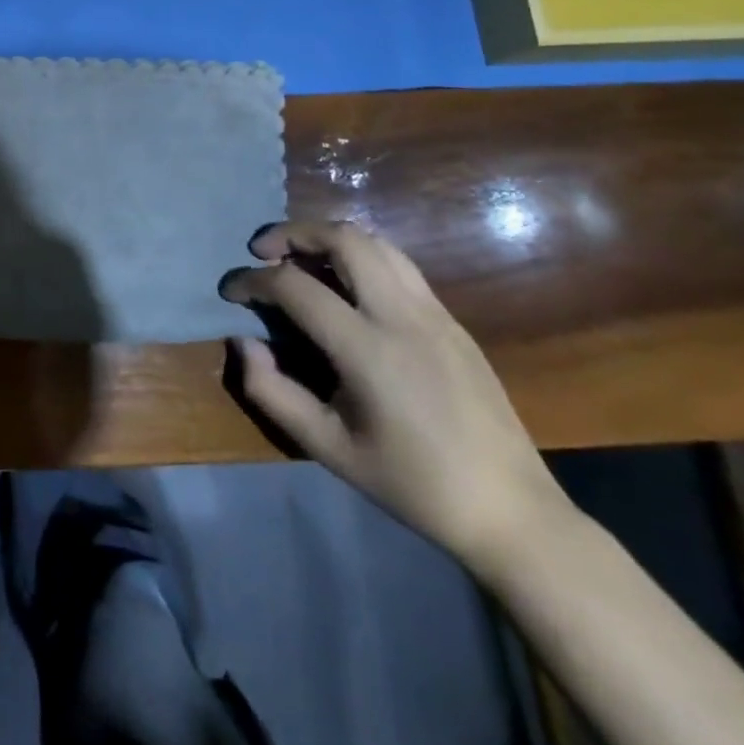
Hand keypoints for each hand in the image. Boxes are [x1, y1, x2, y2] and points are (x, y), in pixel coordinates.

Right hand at [221, 220, 568, 573]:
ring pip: (376, 242)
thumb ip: (271, 391)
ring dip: (329, 238)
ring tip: (300, 260)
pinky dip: (359, 256)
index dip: (252, 280)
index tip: (230, 291)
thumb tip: (242, 342)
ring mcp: (434, 313)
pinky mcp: (452, 321)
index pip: (295, 286)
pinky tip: (343, 286)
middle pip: (344, 239)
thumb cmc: (412, 484)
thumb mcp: (327, 446)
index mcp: (369, 349)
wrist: (512, 511)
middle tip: (263, 252)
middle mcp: (403, 316)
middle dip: (293, 233)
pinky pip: (398, 265)